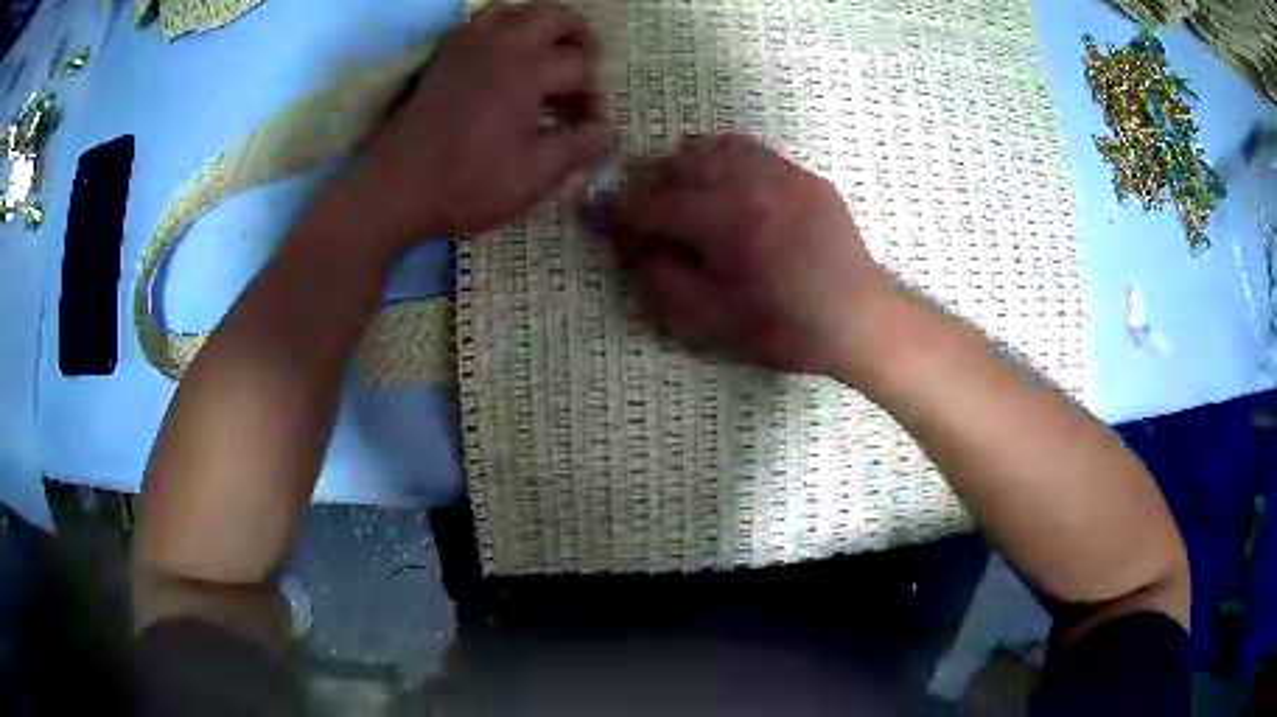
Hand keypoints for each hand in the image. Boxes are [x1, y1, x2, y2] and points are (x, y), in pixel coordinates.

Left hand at [345, 1, 612, 249]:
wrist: (395, 190)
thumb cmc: (467, 184)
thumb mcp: (535, 175)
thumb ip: (580, 147)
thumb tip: (608, 132)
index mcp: (528, 68)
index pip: (582, 68)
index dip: (595, 98)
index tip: (592, 129)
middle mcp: (500, 43)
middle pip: (555, 15)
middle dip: (580, 38)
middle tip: (584, 69)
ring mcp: (466, 46)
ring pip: (513, 10)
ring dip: (537, 27)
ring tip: (544, 58)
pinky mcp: (442, 57)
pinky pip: (478, 24)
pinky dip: (501, 32)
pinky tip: (502, 63)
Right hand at [607, 134, 896, 378]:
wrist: (858, 320)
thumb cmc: (784, 329)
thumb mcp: (711, 323)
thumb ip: (662, 282)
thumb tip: (637, 248)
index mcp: (722, 222)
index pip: (650, 204)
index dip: (620, 213)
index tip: (606, 220)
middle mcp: (748, 183)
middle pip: (678, 165)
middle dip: (652, 187)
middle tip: (648, 214)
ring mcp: (782, 174)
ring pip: (715, 147)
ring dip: (689, 167)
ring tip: (688, 194)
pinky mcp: (805, 177)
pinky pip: (754, 152)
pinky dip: (729, 162)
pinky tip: (732, 188)